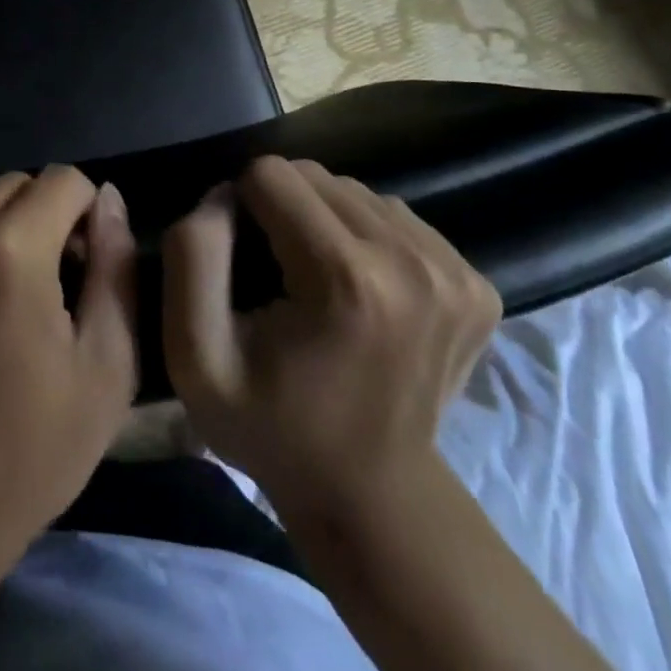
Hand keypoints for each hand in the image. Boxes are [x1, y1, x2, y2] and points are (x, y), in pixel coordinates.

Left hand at [0, 166, 137, 576]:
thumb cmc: (16, 459)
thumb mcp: (102, 374)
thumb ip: (115, 271)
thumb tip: (109, 200)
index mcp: (12, 249)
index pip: (64, 180)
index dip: (84, 216)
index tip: (80, 264)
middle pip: (12, 188)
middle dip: (39, 220)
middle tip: (37, 287)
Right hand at [161, 156, 500, 514]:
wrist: (373, 496)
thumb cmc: (272, 426)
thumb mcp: (195, 355)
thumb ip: (192, 255)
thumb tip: (224, 193)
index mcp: (345, 278)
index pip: (271, 174)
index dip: (242, 207)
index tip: (243, 260)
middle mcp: (412, 260)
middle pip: (317, 176)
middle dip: (284, 208)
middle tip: (279, 273)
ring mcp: (455, 271)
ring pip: (357, 191)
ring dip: (326, 220)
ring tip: (320, 280)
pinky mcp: (478, 282)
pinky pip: (396, 217)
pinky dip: (367, 237)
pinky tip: (361, 289)